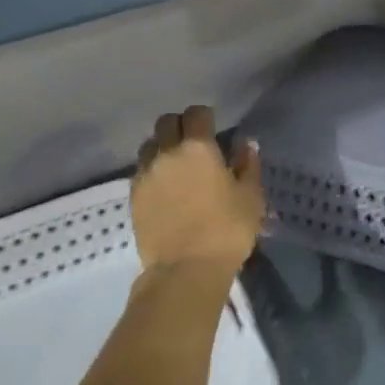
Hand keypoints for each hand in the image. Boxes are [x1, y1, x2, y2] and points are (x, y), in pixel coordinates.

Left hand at [131, 106, 264, 273]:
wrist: (185, 269)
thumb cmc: (227, 230)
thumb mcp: (251, 197)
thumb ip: (248, 165)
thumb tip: (245, 144)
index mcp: (198, 147)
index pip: (196, 114)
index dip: (205, 117)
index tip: (214, 128)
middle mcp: (166, 153)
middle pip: (166, 123)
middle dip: (180, 126)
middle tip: (195, 144)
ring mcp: (145, 174)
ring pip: (149, 145)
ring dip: (163, 147)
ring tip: (176, 166)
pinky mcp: (133, 196)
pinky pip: (141, 171)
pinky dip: (153, 171)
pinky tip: (166, 188)